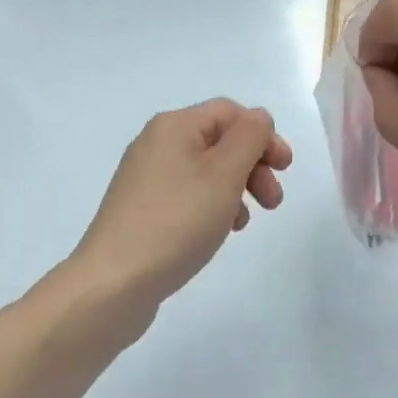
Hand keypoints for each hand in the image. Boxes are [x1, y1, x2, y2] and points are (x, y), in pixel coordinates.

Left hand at [70, 99, 291, 314]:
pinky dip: (211, 205)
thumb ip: (249, 138)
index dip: (262, 134)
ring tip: (244, 223)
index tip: (285, 168)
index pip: (229, 112)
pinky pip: (187, 193)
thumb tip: (258, 118)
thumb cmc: (176, 222)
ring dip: (235, 188)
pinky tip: (218, 232)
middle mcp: (156, 142)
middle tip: (273, 201)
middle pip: (218, 140)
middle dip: (252, 165)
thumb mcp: (224, 174)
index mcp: (174, 125)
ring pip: (205, 169)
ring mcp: (145, 177)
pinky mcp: (140, 208)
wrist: (112, 284)